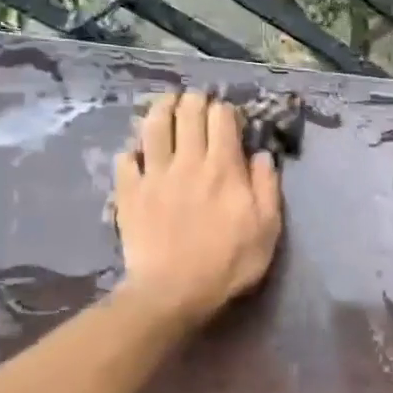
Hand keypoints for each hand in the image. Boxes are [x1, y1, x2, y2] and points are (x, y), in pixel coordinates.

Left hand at [112, 91, 282, 326]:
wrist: (173, 292)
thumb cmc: (228, 262)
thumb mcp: (267, 228)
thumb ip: (267, 187)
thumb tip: (261, 155)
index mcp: (223, 167)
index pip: (222, 118)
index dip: (226, 110)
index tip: (229, 117)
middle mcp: (187, 161)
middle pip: (188, 113)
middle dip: (195, 101)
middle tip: (198, 102)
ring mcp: (154, 175)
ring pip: (153, 126)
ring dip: (161, 108)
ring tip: (167, 103)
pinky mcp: (129, 192)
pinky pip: (126, 159)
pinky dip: (132, 151)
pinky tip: (137, 153)